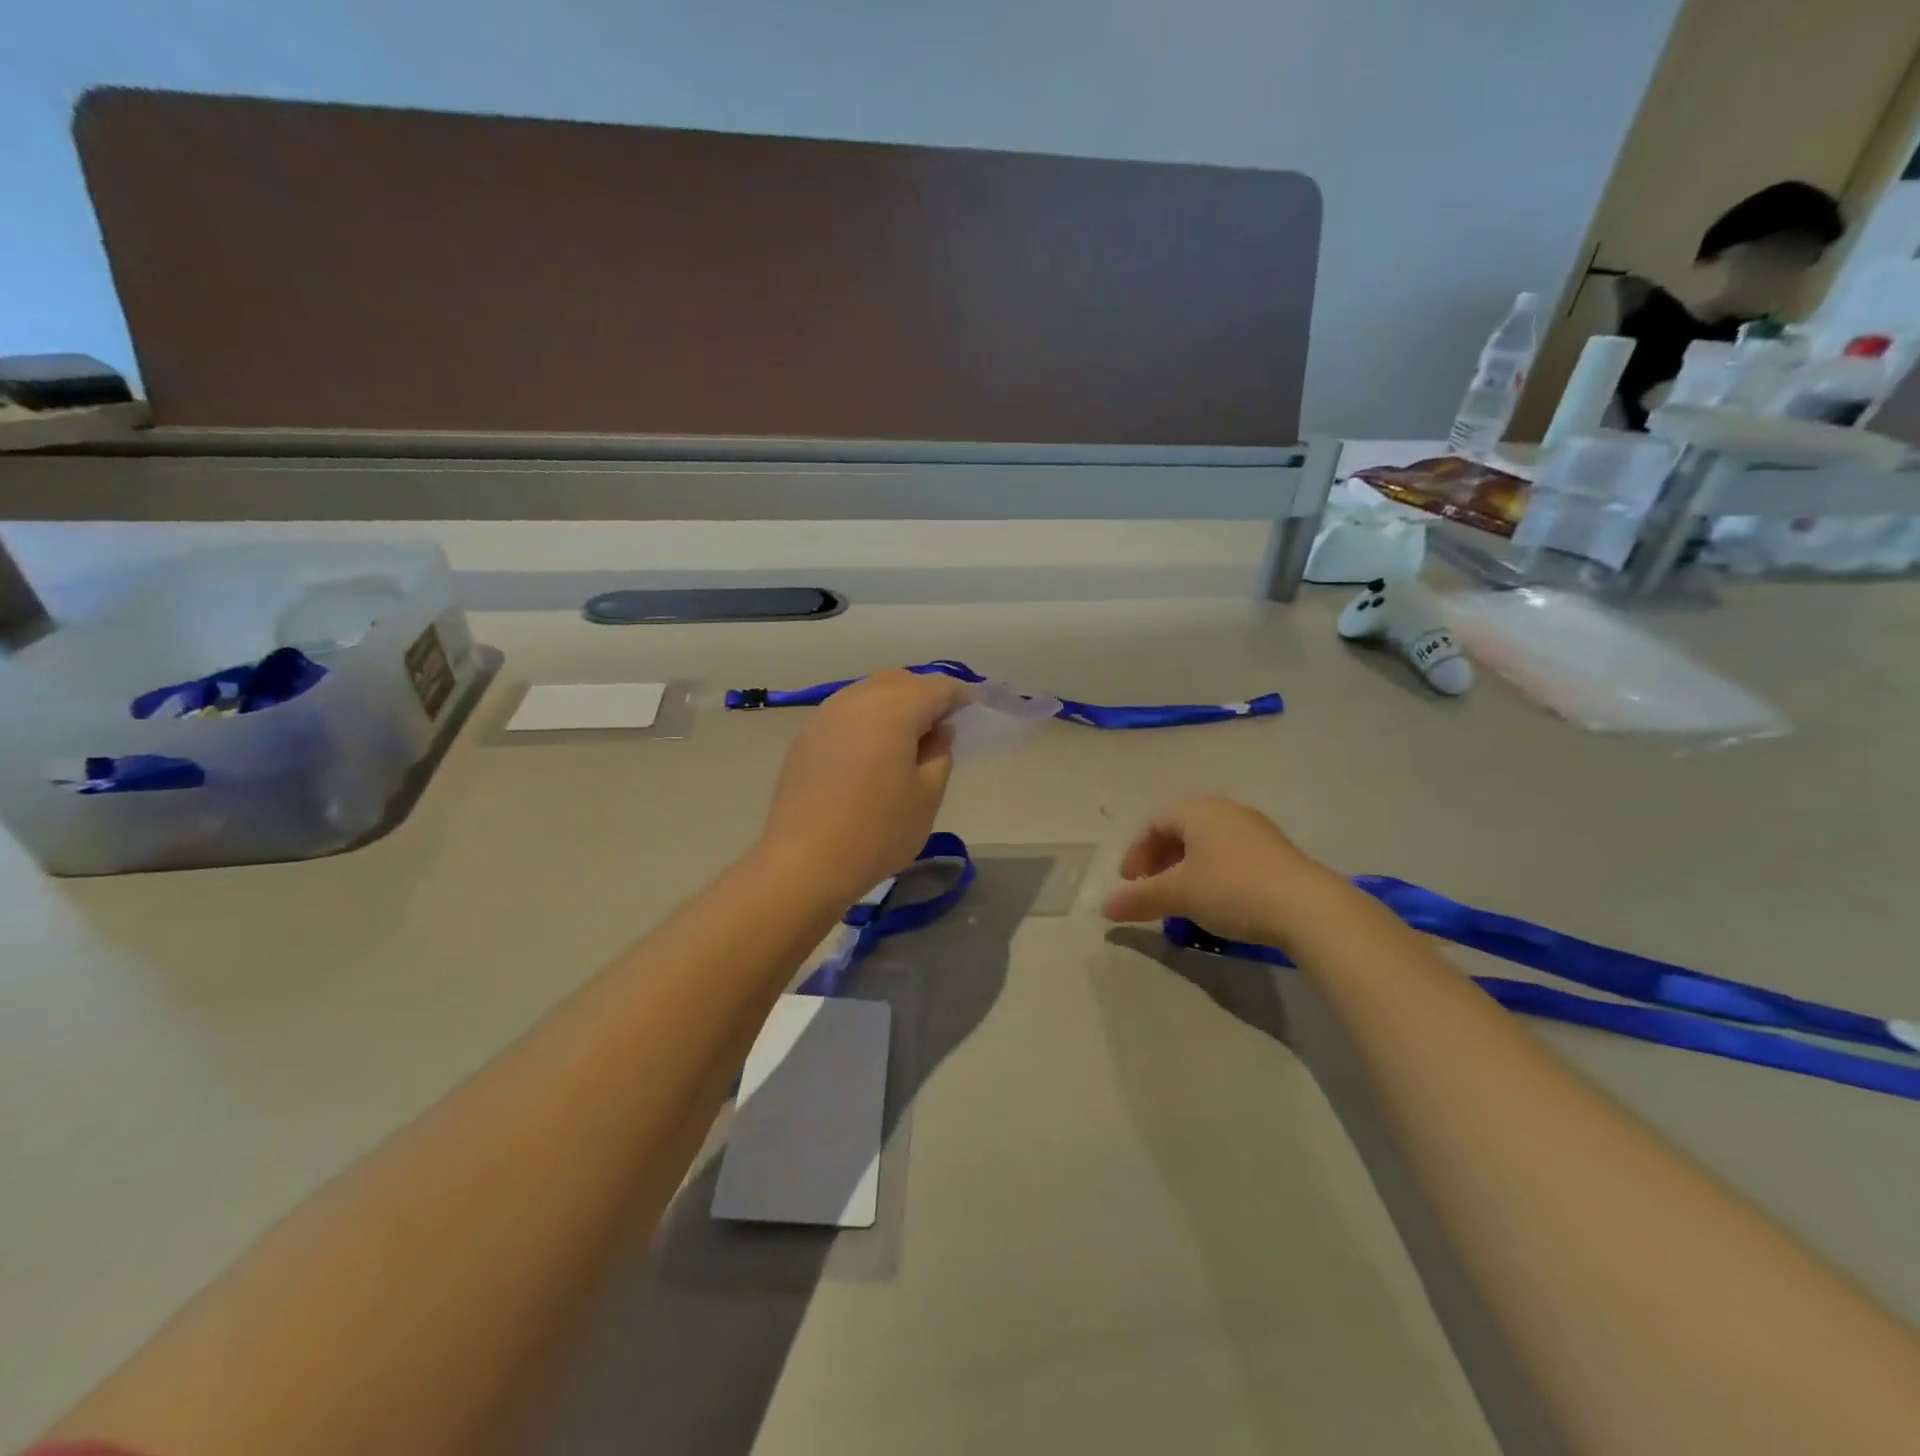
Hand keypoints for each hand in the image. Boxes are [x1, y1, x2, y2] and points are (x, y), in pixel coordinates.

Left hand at [758, 669, 973, 905]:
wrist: (803, 863)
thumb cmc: (877, 831)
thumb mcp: (927, 796)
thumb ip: (940, 753)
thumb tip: (937, 730)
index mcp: (893, 708)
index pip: (937, 686)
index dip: (961, 696)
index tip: (975, 711)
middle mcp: (857, 699)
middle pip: (900, 681)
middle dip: (925, 695)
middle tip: (943, 725)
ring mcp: (825, 715)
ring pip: (869, 693)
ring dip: (894, 705)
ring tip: (908, 738)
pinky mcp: (806, 737)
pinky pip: (846, 713)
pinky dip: (868, 720)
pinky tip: (873, 752)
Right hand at [1102, 796, 1337, 944]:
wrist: (1308, 909)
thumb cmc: (1232, 889)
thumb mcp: (1178, 895)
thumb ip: (1138, 898)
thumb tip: (1105, 906)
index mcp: (1199, 810)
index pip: (1154, 822)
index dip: (1136, 852)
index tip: (1130, 883)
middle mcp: (1227, 811)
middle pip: (1180, 830)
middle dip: (1159, 860)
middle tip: (1151, 889)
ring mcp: (1256, 831)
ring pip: (1207, 844)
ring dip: (1185, 869)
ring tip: (1181, 899)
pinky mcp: (1277, 854)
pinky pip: (1230, 856)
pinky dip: (1211, 874)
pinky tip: (1216, 902)